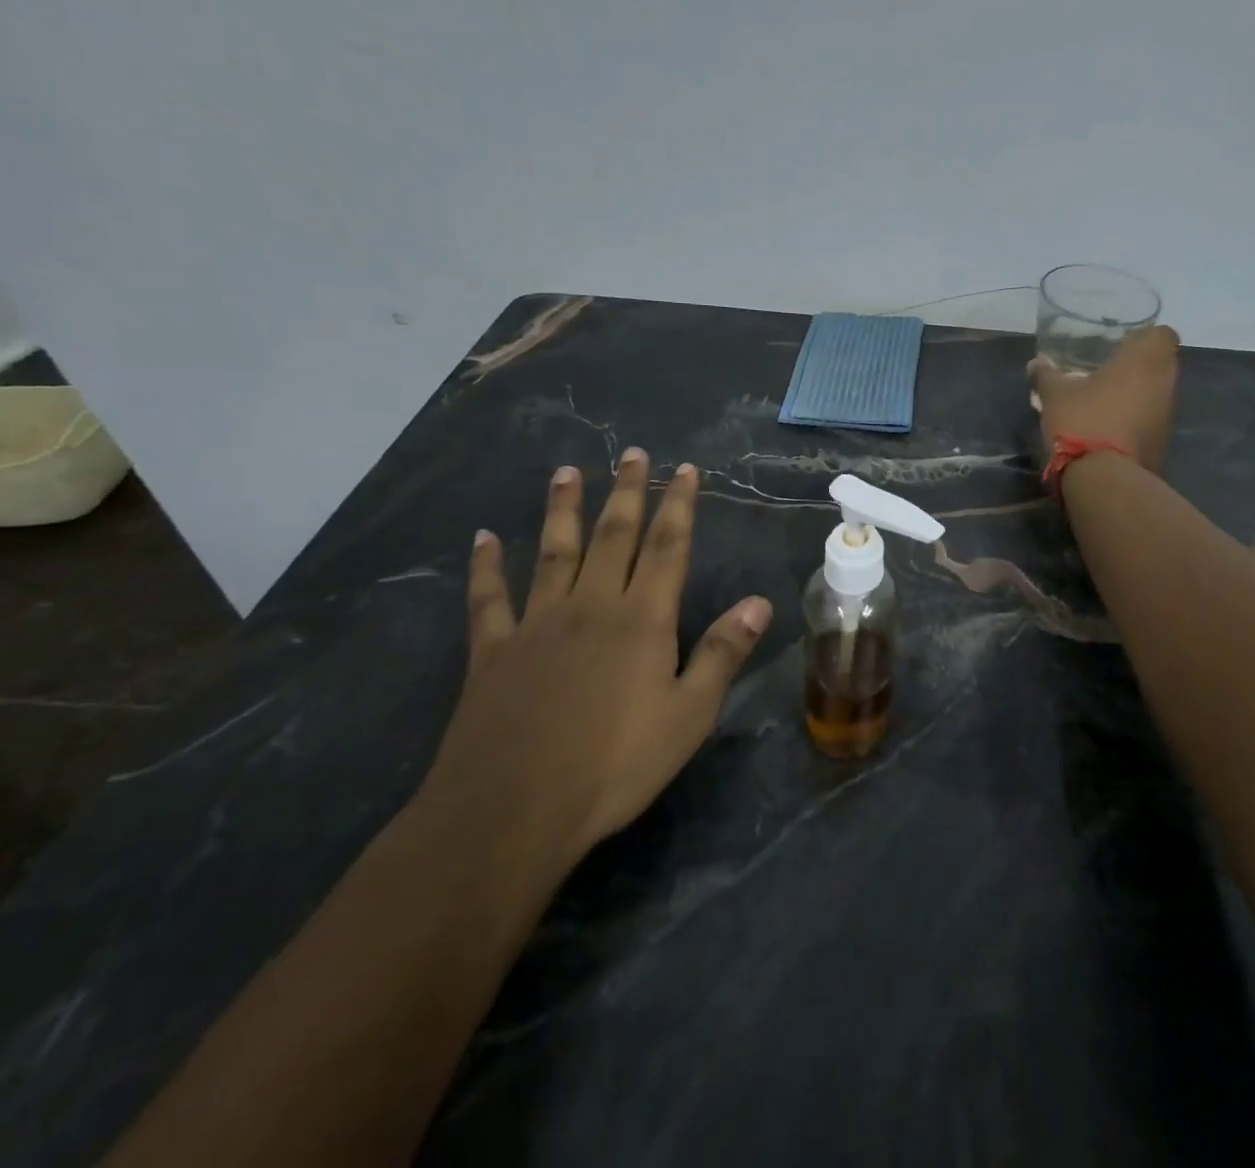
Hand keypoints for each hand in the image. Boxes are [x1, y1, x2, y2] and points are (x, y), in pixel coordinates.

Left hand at [422, 448, 771, 864]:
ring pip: (553, 554)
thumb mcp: (689, 715)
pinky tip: (483, 539)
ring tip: (566, 472)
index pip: (668, 548)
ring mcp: (537, 625)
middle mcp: (591, 607)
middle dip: (627, 493)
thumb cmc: (614, 765)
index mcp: (642, 620)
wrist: (511, 812)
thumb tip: (759, 602)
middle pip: (614, 537)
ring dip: (563, 511)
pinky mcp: (493, 653)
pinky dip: (486, 567)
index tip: (684, 470)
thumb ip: (722, 653)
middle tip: (632, 454)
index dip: (679, 506)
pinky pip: (488, 599)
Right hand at [1028, 325, 1181, 472]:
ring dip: (1138, 396)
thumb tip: (1036, 363)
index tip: (1122, 345)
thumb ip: (1046, 375)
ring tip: (1106, 403)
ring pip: (1157, 395)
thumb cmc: (1083, 420)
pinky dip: (1136, 423)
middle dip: (1139, 367)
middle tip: (1108, 372)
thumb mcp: (1054, 395)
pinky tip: (1110, 430)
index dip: (1145, 337)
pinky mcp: (1163, 445)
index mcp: (1144, 360)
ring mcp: (1167, 417)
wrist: (1105, 479)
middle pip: (1161, 365)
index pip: (1163, 334)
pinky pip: (1151, 423)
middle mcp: (1165, 384)